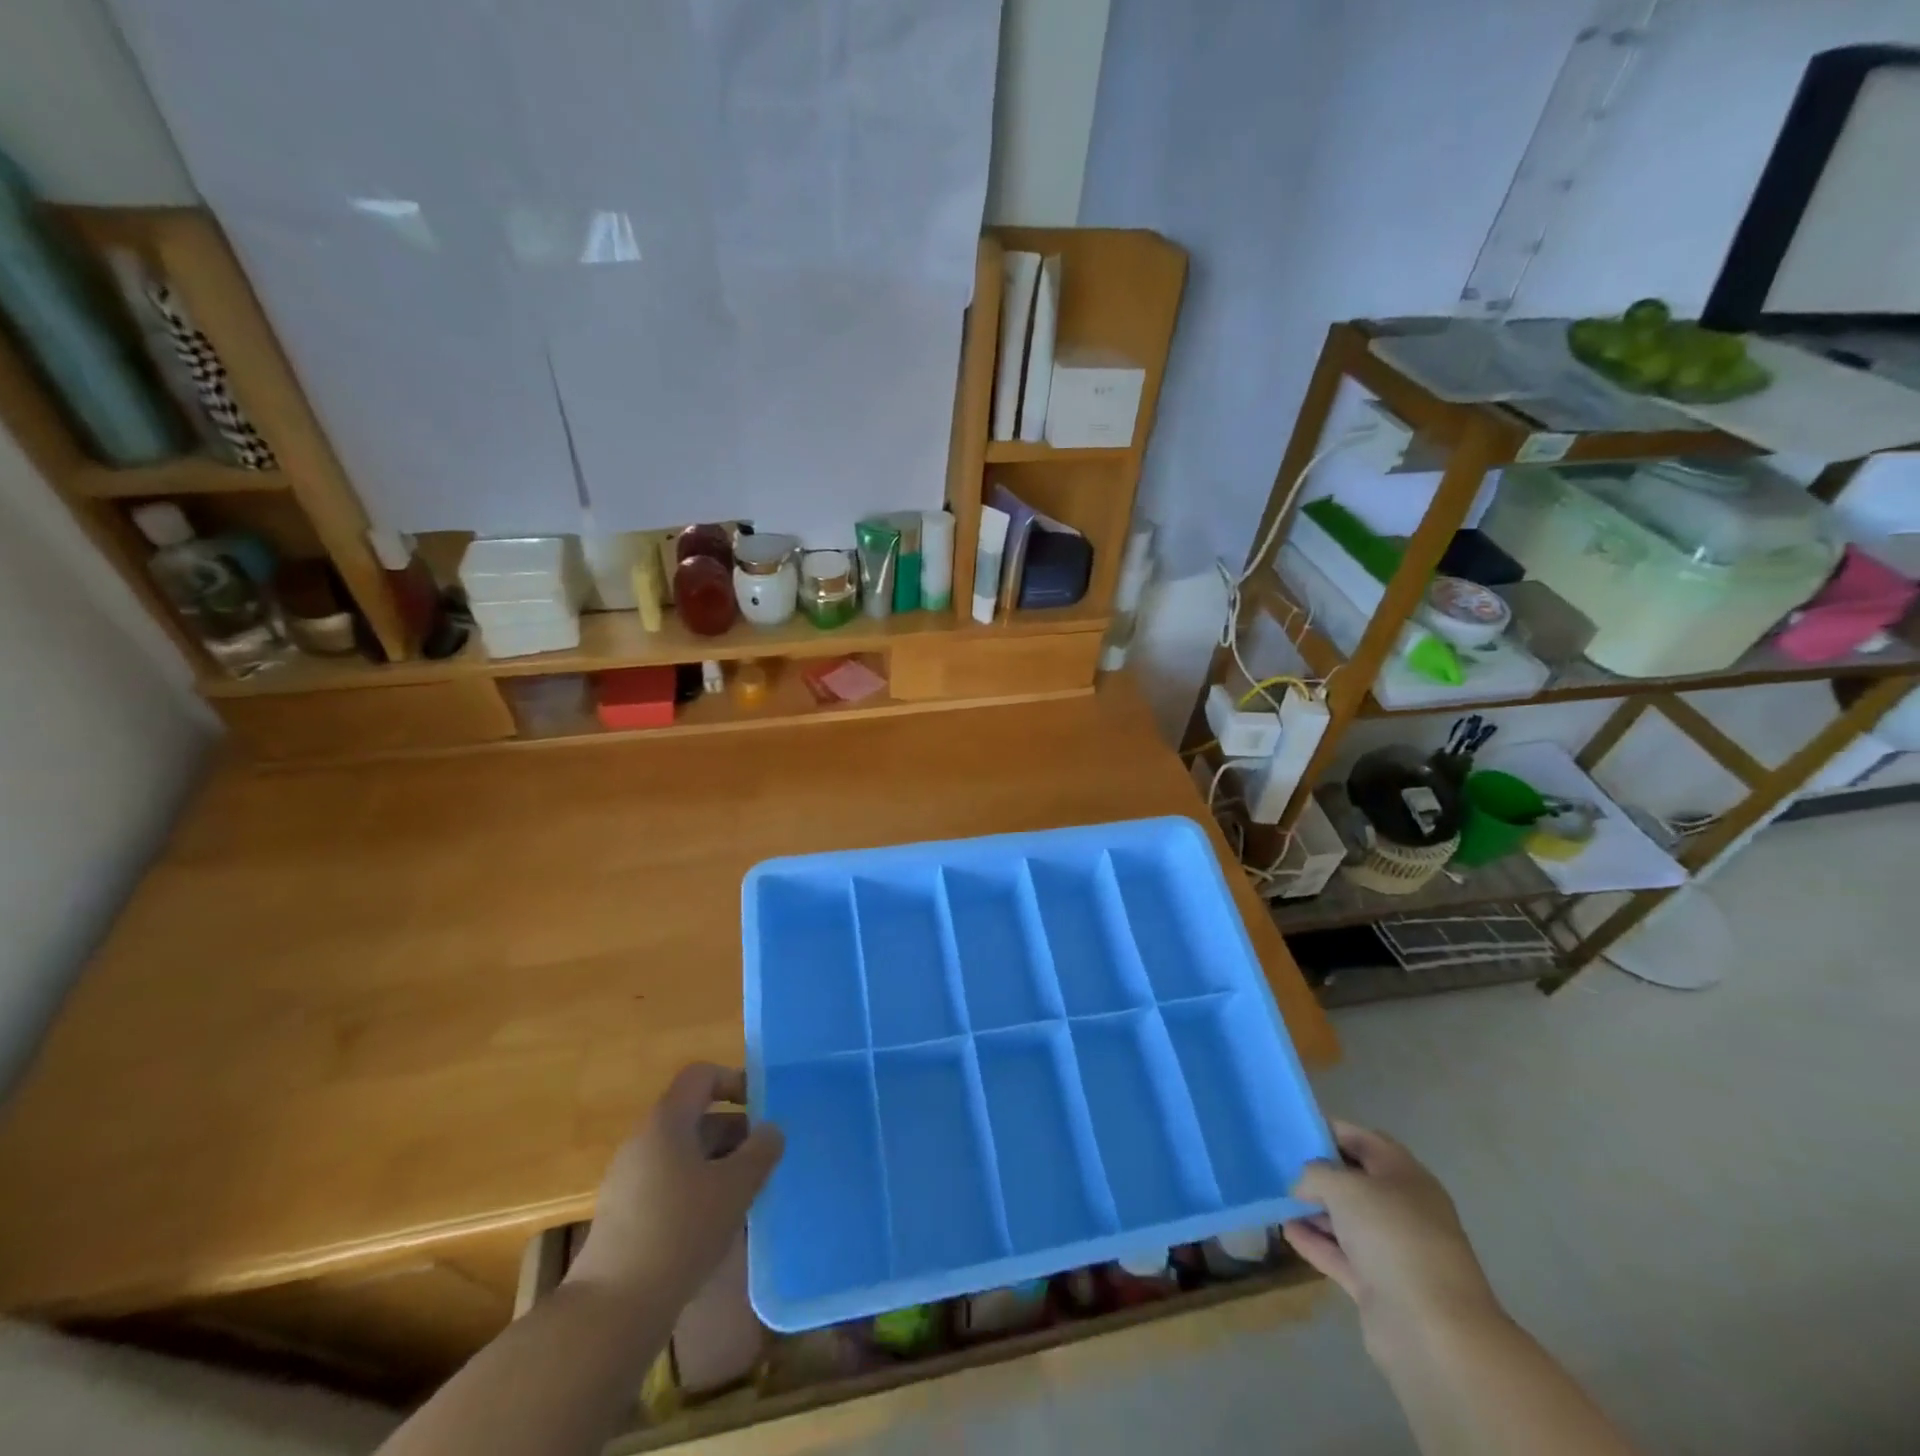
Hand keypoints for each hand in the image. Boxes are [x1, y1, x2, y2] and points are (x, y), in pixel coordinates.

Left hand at [565, 1064, 783, 1306]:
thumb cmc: (681, 1232)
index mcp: (667, 1121)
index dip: (735, 1082)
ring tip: (747, 1195)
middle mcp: (644, 1140)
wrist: (613, 1310)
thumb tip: (771, 1130)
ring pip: (685, 1154)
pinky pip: (670, 1184)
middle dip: (735, 1133)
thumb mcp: (735, 1187)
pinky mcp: (625, 1215)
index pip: (702, 1076)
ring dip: (719, 1165)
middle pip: (696, 1117)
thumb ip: (761, 1151)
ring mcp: (630, 1179)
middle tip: (764, 1161)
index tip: (763, 1109)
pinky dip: (698, 1191)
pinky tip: (717, 1225)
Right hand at [1283, 1120, 1500, 1344]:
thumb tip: (1302, 1185)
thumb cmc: (1392, 1236)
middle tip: (1279, 1164)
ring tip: (1276, 1197)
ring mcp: (1392, 1250)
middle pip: (1354, 1180)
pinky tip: (1286, 1231)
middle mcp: (1402, 1208)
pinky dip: (1315, 1242)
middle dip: (1319, 1172)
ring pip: (1347, 1219)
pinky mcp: (1380, 1286)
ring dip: (1314, 1209)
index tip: (1293, 1129)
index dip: (1329, 1130)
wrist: (1432, 1329)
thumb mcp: (1344, 1187)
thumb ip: (1315, 1174)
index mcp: (1405, 1175)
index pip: (1363, 1139)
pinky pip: (1341, 1254)